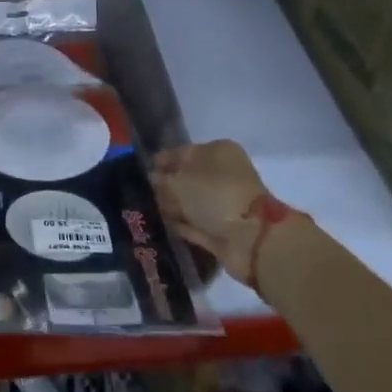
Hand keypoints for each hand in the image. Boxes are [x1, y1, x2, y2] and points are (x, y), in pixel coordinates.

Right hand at [151, 140, 271, 282]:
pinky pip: (198, 224)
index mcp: (218, 152)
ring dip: (174, 206)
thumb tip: (153, 178)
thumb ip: (161, 179)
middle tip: (142, 194)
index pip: (183, 151)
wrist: (250, 239)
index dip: (162, 161)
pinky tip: (163, 226)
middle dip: (167, 186)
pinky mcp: (225, 230)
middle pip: (188, 177)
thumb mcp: (178, 181)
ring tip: (149, 211)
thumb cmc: (214, 195)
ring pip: (193, 202)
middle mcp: (224, 174)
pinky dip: (183, 225)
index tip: (141, 172)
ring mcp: (226, 203)